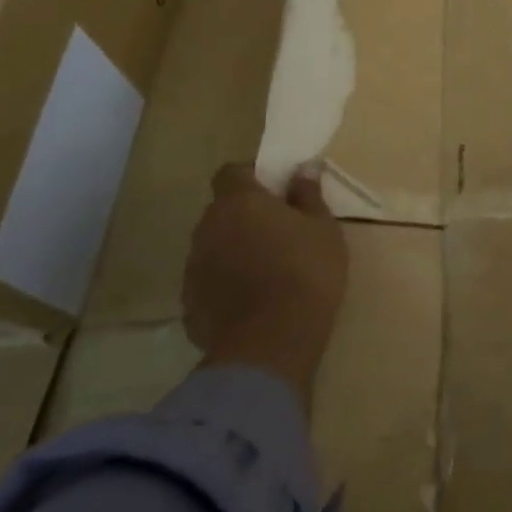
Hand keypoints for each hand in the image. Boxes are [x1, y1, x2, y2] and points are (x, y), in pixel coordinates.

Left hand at [182, 162, 348, 400]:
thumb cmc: (306, 271)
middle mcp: (208, 228)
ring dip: (234, 248)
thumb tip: (304, 169)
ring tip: (267, 267)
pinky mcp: (189, 304)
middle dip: (245, 214)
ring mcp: (194, 267)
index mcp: (239, 202)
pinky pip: (209, 280)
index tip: (276, 190)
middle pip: (222, 210)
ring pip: (214, 245)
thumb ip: (308, 195)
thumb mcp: (323, 228)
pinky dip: (226, 282)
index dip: (251, 176)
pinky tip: (253, 298)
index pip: (231, 172)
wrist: (271, 343)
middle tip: (279, 229)